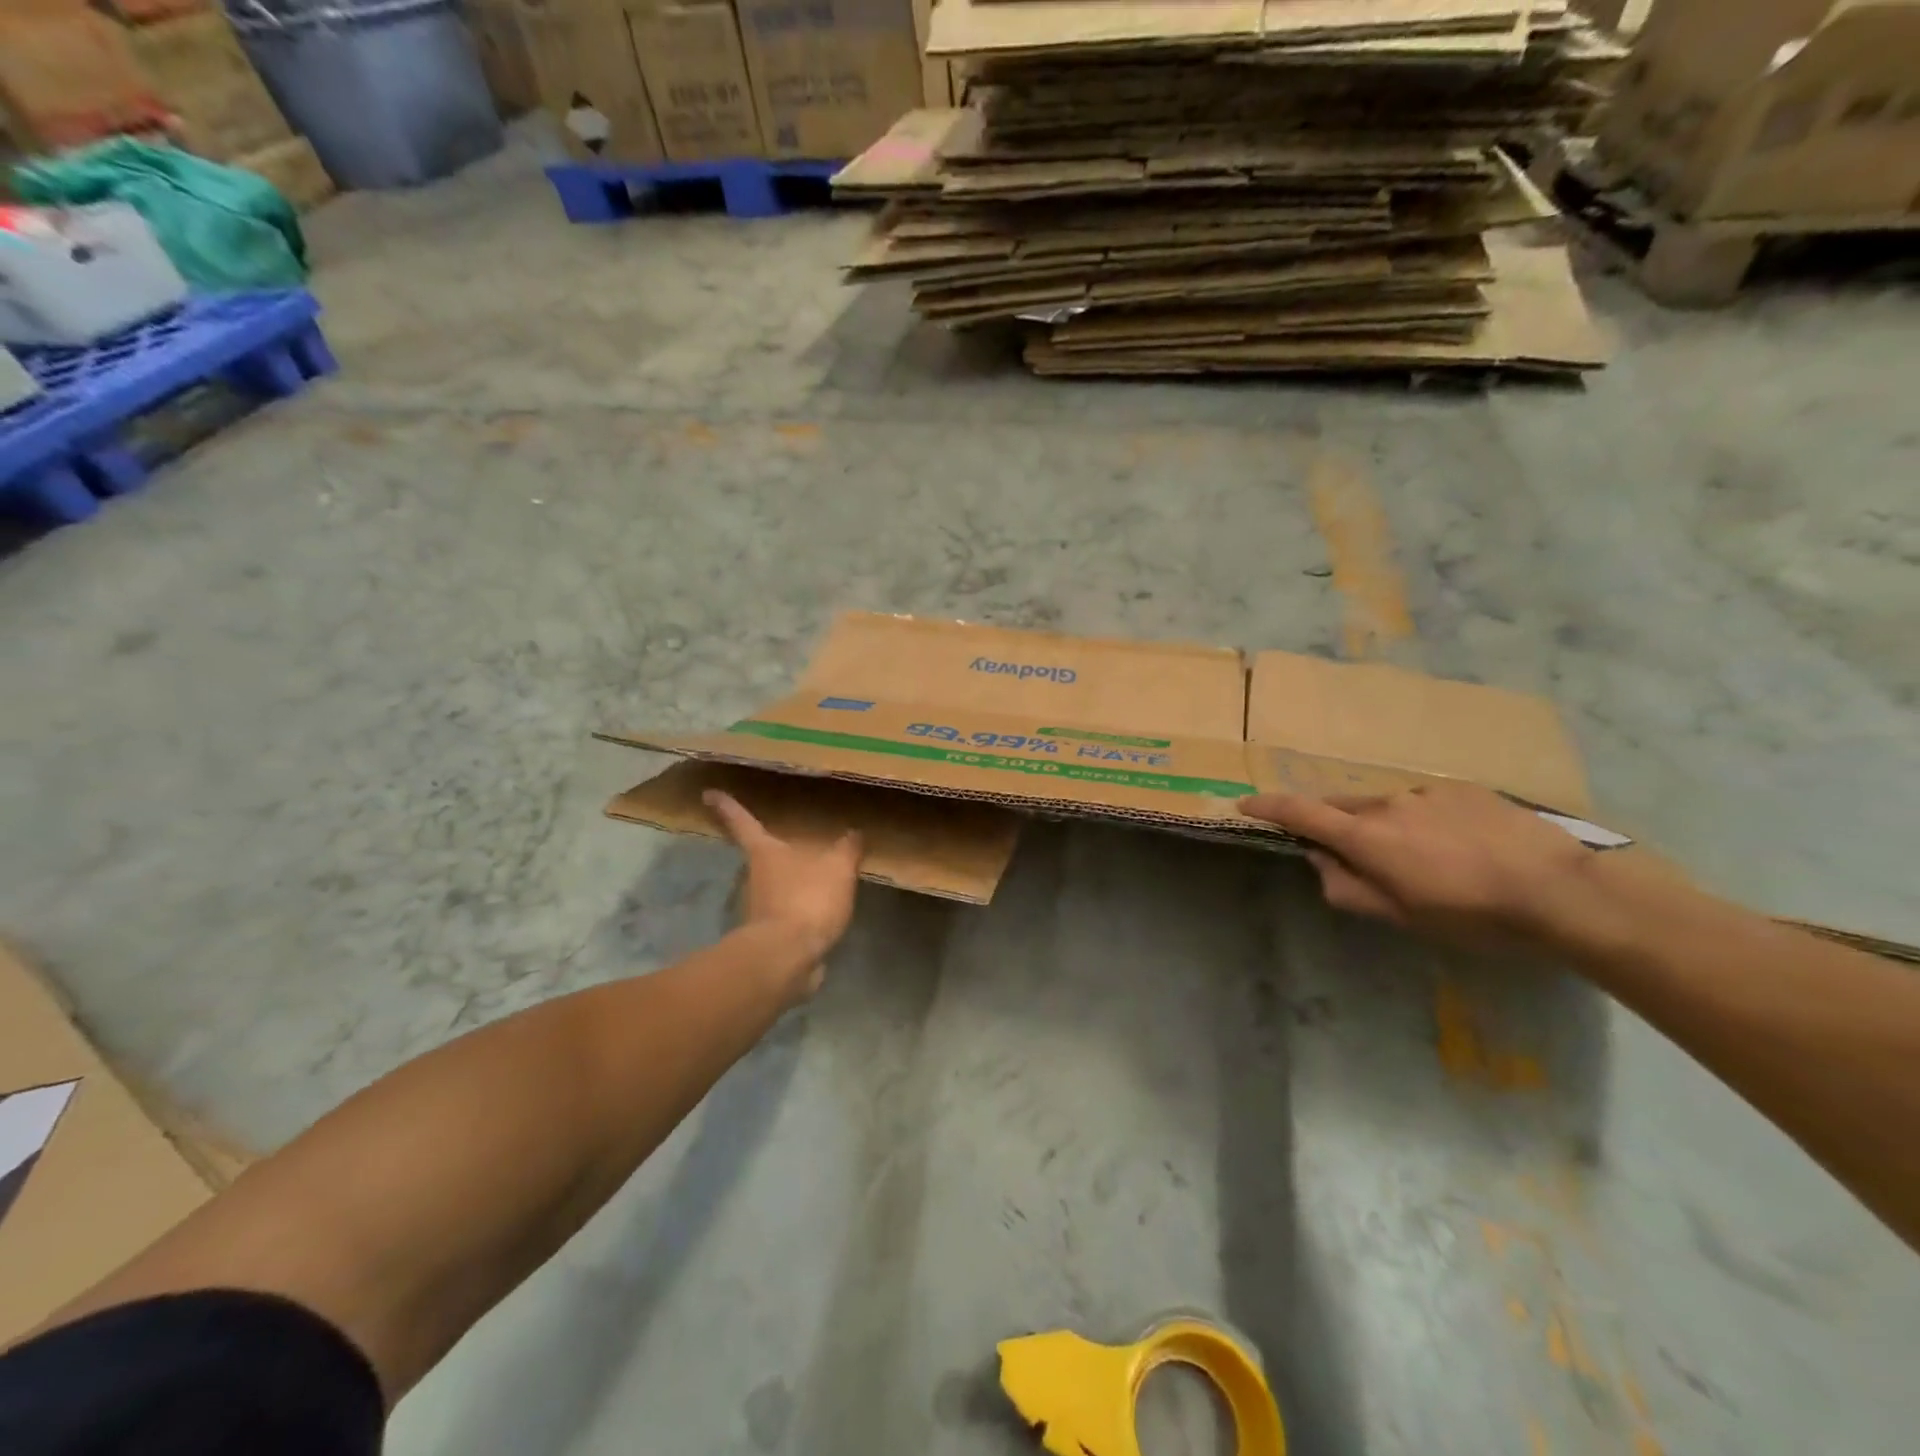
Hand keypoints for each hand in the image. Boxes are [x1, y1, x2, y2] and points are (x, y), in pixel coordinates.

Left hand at [704, 789, 861, 997]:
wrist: (787, 957)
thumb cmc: (806, 900)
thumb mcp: (838, 868)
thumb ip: (847, 849)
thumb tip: (854, 832)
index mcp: (765, 852)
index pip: (743, 822)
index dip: (728, 806)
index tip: (708, 793)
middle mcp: (755, 876)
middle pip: (759, 855)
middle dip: (771, 848)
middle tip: (784, 838)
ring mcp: (759, 907)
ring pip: (773, 884)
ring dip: (789, 880)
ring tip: (815, 874)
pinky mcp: (770, 933)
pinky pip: (787, 911)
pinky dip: (801, 908)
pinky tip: (820, 909)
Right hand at [1239, 782, 1596, 946]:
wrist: (1564, 891)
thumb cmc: (1473, 915)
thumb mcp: (1402, 917)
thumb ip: (1349, 889)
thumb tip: (1321, 864)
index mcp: (1366, 837)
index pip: (1300, 812)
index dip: (1268, 806)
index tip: (1245, 804)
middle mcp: (1387, 804)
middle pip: (1342, 807)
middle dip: (1332, 825)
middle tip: (1351, 855)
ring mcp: (1427, 792)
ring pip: (1386, 806)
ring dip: (1384, 827)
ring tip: (1422, 860)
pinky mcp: (1463, 789)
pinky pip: (1424, 802)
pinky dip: (1422, 820)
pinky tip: (1458, 847)